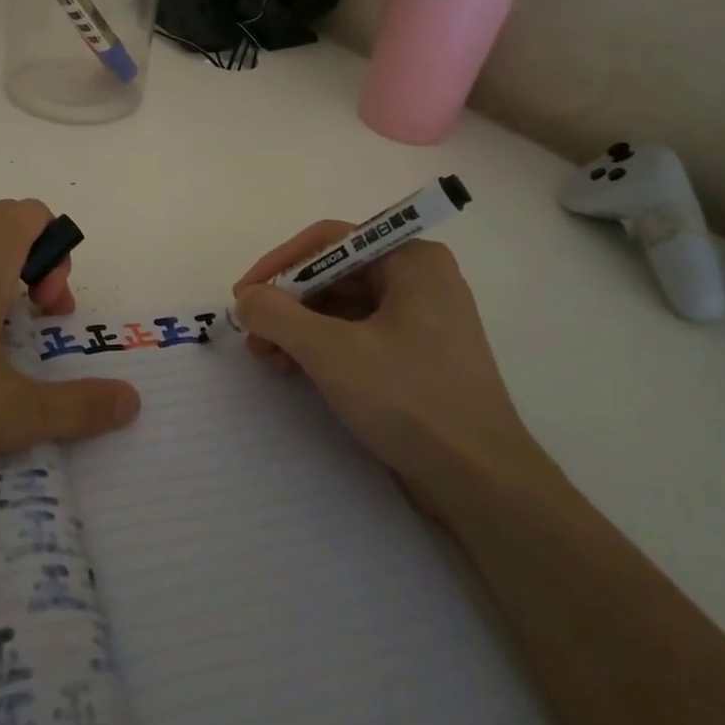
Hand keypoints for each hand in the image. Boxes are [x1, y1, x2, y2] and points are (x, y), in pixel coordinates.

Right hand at [232, 225, 531, 480]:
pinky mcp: (417, 358)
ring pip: (343, 308)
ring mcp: (421, 320)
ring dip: (300, 329)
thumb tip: (246, 300)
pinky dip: (323, 348)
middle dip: (288, 304)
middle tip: (251, 335)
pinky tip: (296, 370)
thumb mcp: (331, 351)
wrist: (481, 483)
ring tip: (267, 358)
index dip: (280, 264)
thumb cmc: (410, 400)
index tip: (243, 295)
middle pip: (335, 275)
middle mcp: (420, 280)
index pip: (331, 241)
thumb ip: (278, 316)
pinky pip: (359, 335)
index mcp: (412, 260)